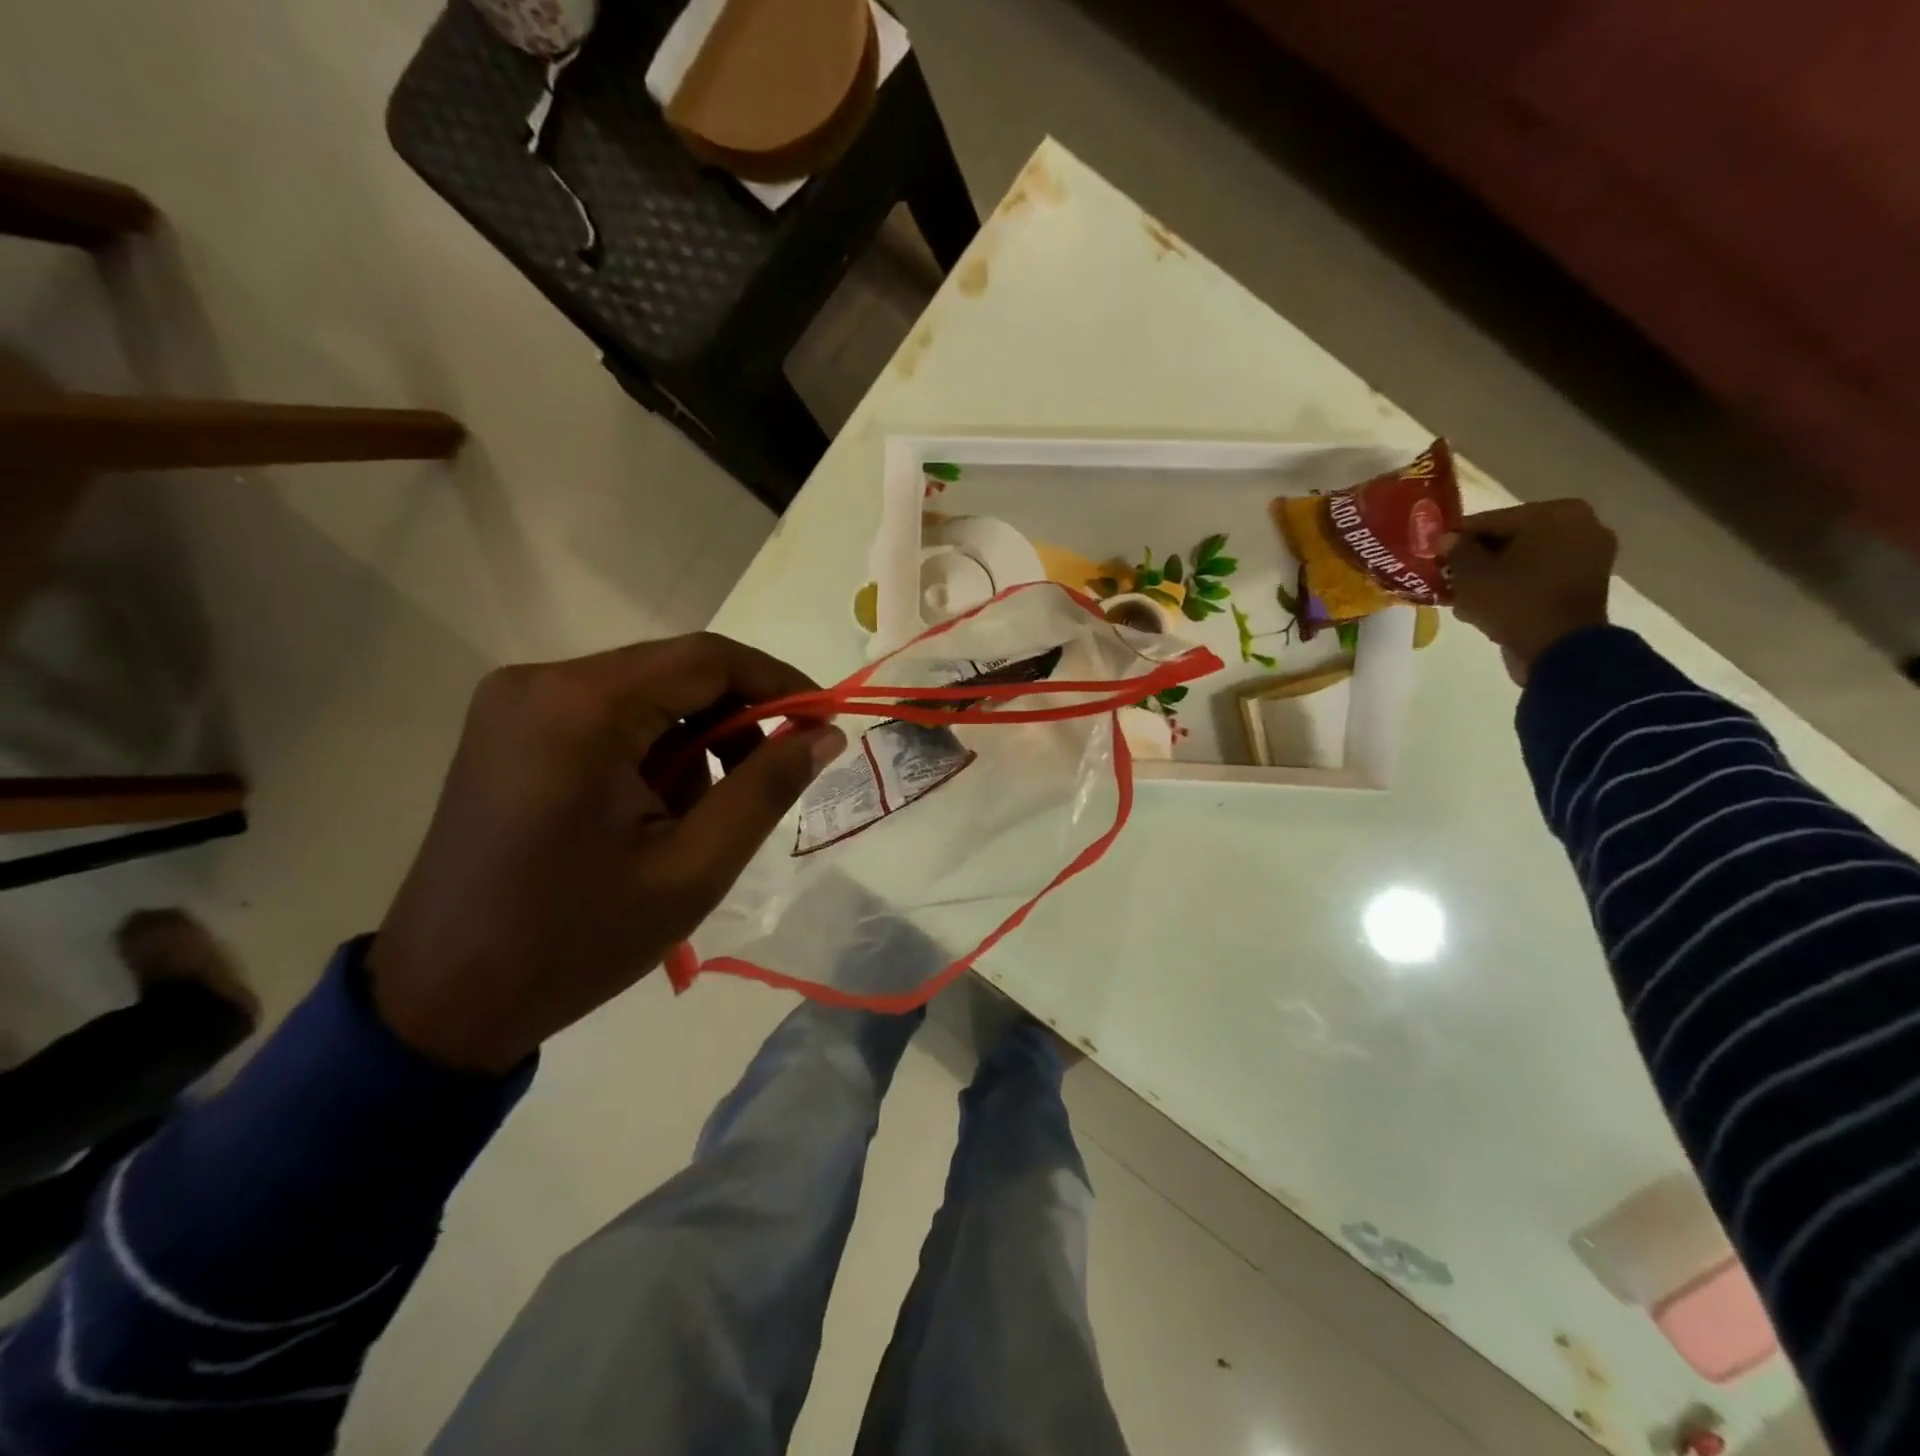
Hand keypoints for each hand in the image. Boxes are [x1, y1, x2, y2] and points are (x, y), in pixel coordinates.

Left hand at [369, 635, 845, 1071]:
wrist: (443, 999)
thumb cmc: (577, 939)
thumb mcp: (694, 868)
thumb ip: (767, 788)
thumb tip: (826, 733)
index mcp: (583, 707)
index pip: (708, 659)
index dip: (779, 682)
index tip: (825, 720)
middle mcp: (542, 681)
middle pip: (676, 672)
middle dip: (735, 722)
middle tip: (769, 780)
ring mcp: (517, 702)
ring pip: (647, 695)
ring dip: (693, 743)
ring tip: (696, 818)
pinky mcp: (510, 729)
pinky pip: (610, 716)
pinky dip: (652, 751)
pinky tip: (651, 811)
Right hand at [1447, 500, 1616, 683]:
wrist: (1559, 650)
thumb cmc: (1514, 601)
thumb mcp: (1471, 574)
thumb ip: (1456, 550)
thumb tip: (1448, 540)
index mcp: (1555, 513)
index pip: (1490, 520)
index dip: (1457, 540)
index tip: (1434, 556)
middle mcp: (1581, 525)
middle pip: (1510, 539)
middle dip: (1478, 559)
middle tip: (1449, 578)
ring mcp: (1589, 556)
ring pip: (1524, 559)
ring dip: (1494, 575)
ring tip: (1464, 597)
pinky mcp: (1586, 584)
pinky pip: (1540, 577)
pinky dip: (1515, 587)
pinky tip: (1488, 606)